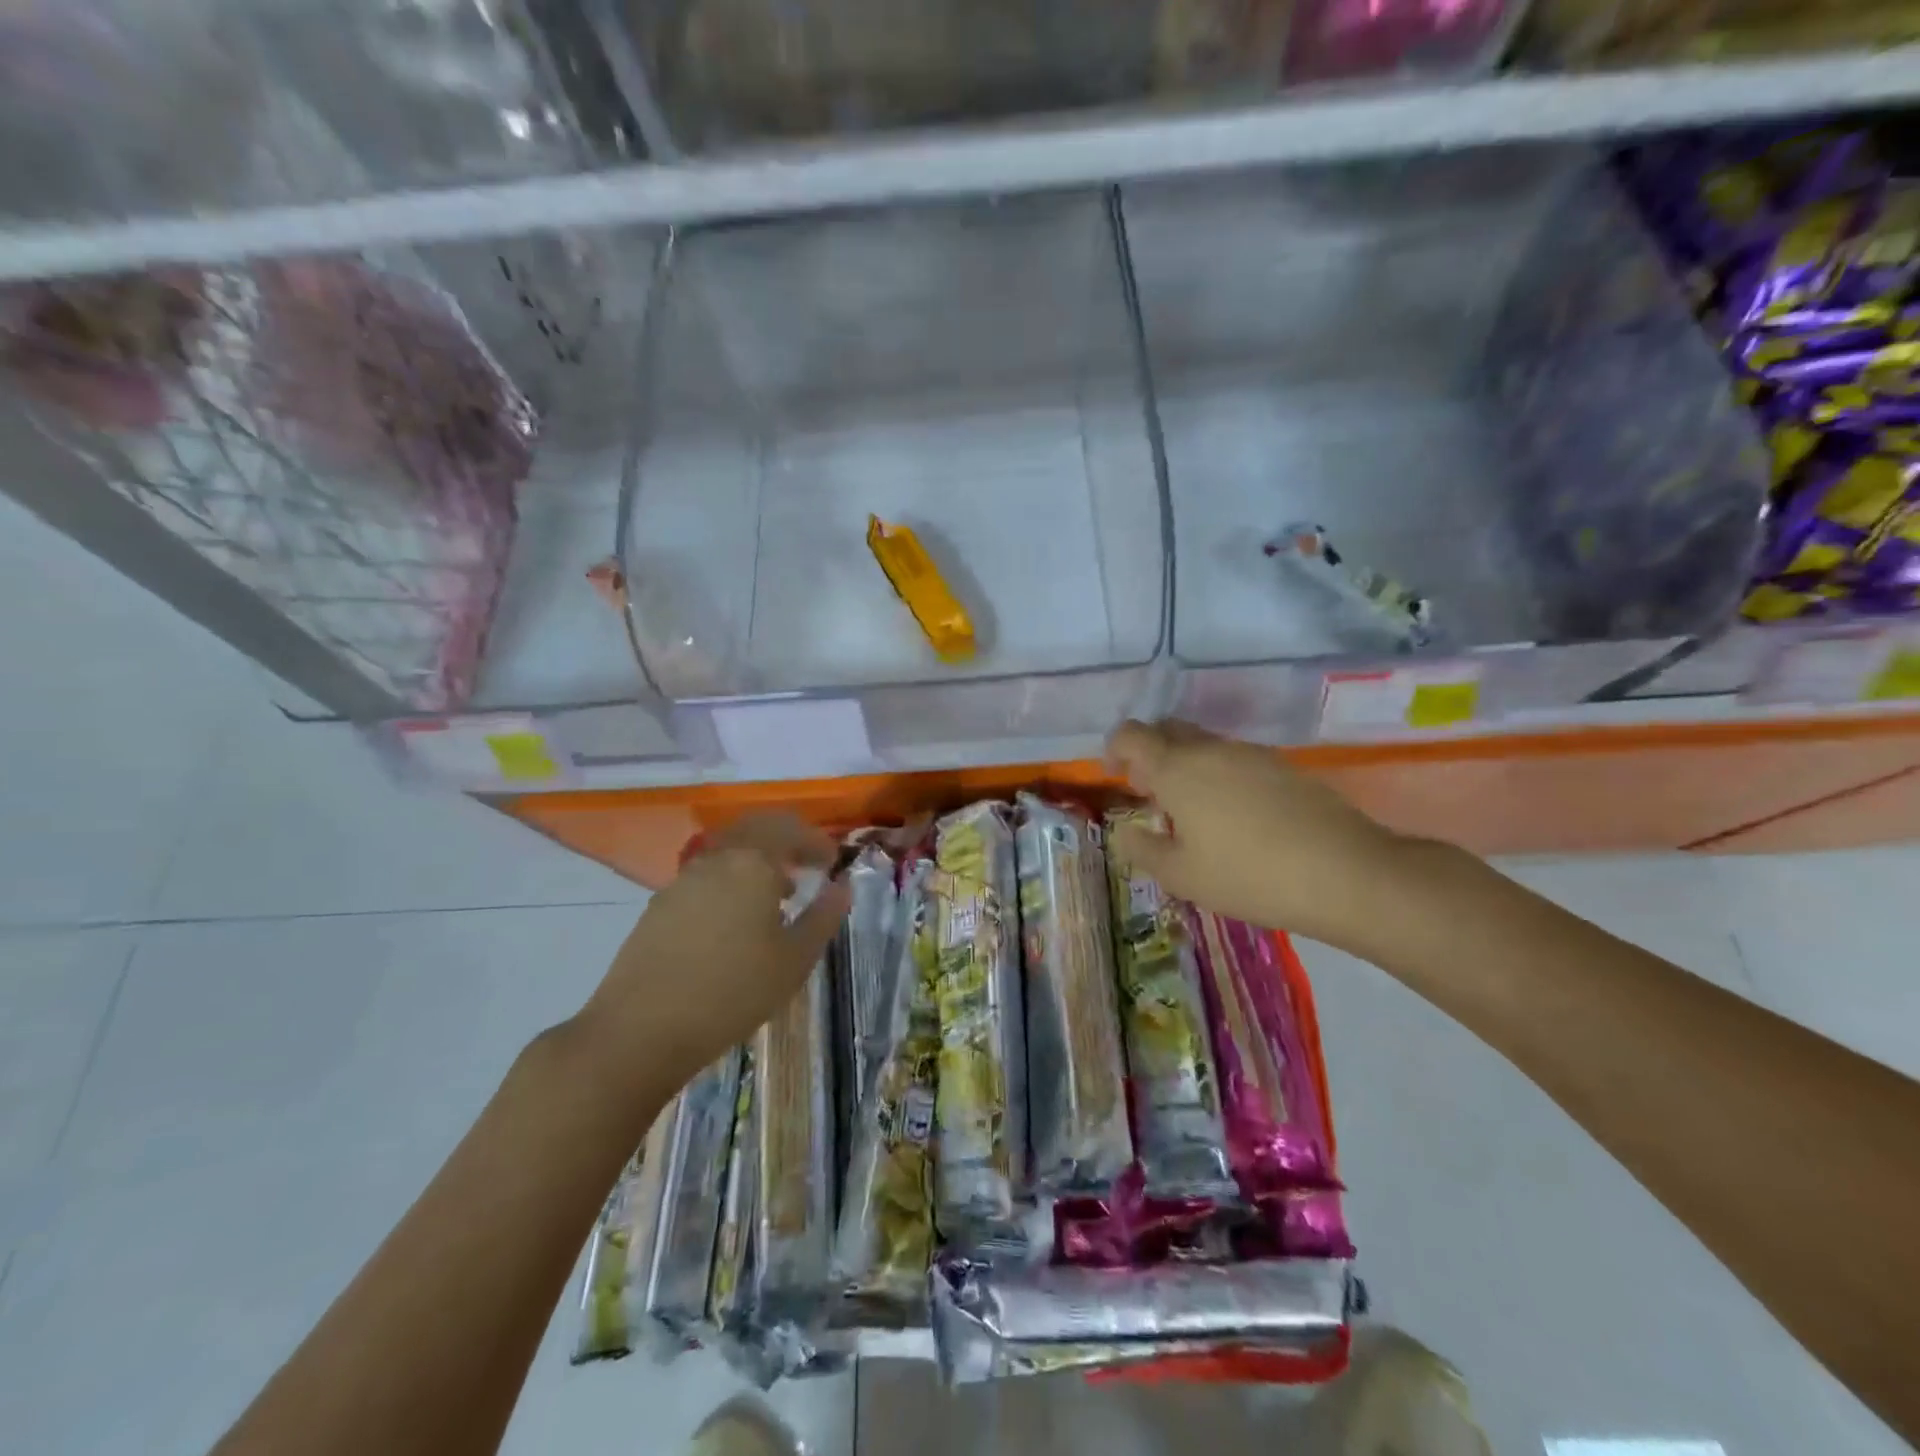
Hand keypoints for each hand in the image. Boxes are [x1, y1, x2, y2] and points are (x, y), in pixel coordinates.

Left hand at [572, 814, 850, 1098]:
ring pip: (728, 851)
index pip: (790, 829)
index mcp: (752, 863)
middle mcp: (716, 859)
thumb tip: (841, 887)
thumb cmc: (733, 991)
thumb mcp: (794, 960)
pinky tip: (736, 922)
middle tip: (807, 865)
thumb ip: (823, 917)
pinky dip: (731, 881)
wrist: (641, 1029)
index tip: (832, 862)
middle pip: (755, 828)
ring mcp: (682, 880)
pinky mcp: (660, 905)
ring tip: (776, 898)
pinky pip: (706, 876)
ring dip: (757, 861)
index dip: (816, 841)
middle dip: (785, 840)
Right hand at [1105, 719, 1410, 949]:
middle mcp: (1211, 749)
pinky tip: (1236, 817)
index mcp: (1177, 769)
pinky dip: (1220, 775)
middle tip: (1151, 793)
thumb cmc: (1248, 875)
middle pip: (1168, 730)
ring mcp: (1252, 754)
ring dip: (1187, 765)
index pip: (1132, 735)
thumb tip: (1126, 832)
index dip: (1115, 749)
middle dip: (1150, 753)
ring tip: (1194, 812)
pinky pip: (1236, 759)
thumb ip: (1143, 849)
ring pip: (1204, 744)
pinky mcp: (1284, 767)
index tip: (1117, 777)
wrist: (1346, 873)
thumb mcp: (1182, 876)